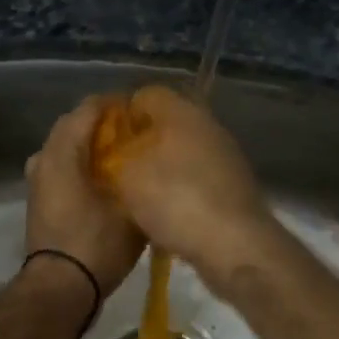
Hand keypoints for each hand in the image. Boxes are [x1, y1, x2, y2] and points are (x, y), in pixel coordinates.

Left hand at [24, 96, 144, 297]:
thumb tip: (150, 159)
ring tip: (124, 155)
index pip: (89, 108)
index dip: (117, 104)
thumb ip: (139, 175)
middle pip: (74, 124)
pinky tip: (107, 177)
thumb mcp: (130, 207)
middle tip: (136, 132)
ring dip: (91, 144)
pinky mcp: (40, 198)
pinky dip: (81, 163)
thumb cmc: (97, 244)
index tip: (143, 112)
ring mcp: (37, 179)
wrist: (60, 289)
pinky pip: (61, 165)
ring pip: (66, 146)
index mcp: (63, 152)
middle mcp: (44, 157)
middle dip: (104, 123)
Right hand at [102, 85, 275, 280]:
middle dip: (142, 142)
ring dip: (162, 167)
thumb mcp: (128, 175)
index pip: (146, 94)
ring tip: (138, 193)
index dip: (121, 114)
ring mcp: (226, 155)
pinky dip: (182, 189)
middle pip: (167, 123)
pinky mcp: (235, 185)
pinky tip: (167, 212)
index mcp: (182, 111)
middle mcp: (208, 125)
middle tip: (117, 167)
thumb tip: (117, 148)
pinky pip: (199, 177)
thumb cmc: (175, 200)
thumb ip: (116, 154)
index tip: (103, 140)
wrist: (235, 244)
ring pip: (184, 151)